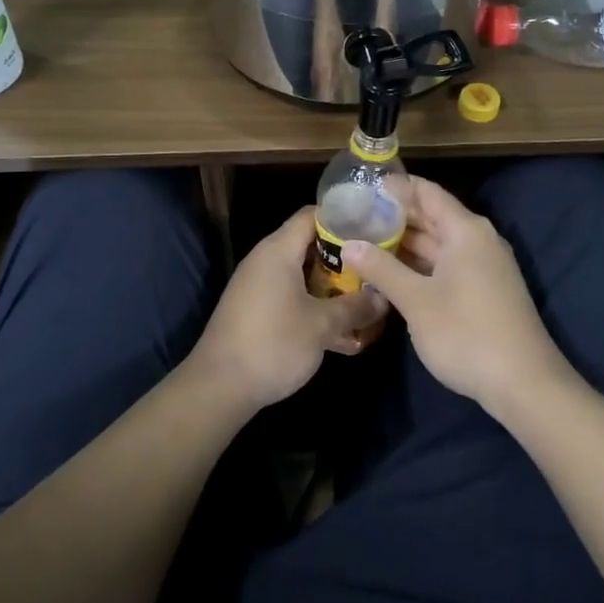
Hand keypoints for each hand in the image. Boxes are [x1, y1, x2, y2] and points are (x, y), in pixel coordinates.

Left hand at [189, 207, 386, 410]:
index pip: (312, 215)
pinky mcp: (257, 311)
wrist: (219, 387)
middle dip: (345, 258)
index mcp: (278, 250)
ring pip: (303, 276)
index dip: (343, 218)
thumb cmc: (273, 344)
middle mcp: (266, 260)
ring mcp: (259, 286)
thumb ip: (355, 307)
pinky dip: (315, 306)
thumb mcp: (322, 325)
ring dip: (332, 287)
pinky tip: (343, 333)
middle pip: (310, 245)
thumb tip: (384, 297)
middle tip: (376, 268)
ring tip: (366, 301)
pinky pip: (292, 297)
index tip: (373, 229)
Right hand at [344, 176, 569, 417]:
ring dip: (406, 243)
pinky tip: (392, 272)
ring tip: (365, 242)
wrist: (524, 384)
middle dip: (395, 216)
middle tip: (355, 216)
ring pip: (439, 243)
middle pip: (433, 215)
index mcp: (465, 230)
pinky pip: (447, 264)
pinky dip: (420, 263)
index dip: (396, 187)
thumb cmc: (466, 333)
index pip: (427, 192)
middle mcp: (478, 239)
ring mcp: (484, 266)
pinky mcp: (484, 290)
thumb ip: (381, 268)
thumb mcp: (416, 301)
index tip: (362, 187)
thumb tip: (348, 244)